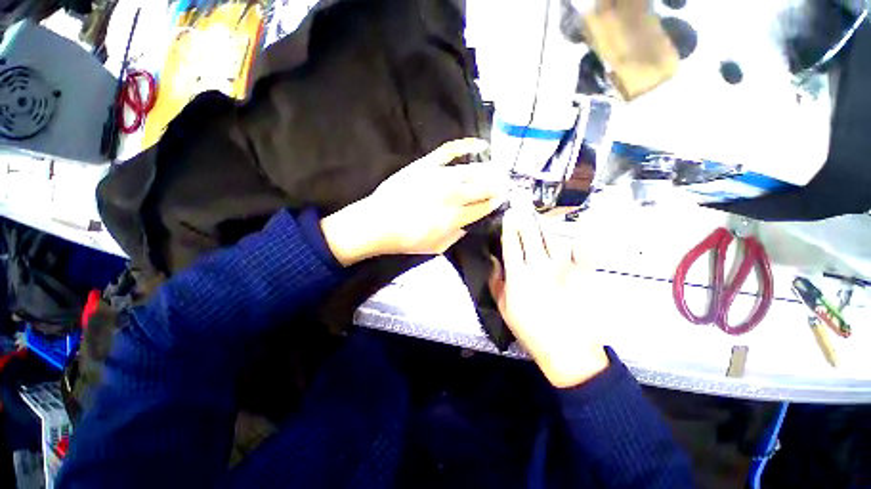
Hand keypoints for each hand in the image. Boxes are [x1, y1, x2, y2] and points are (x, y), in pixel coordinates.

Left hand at [321, 138, 507, 265]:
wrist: (378, 223)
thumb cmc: (407, 239)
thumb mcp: (436, 248)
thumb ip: (456, 236)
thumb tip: (467, 225)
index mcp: (456, 217)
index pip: (484, 206)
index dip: (496, 201)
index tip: (504, 197)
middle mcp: (453, 196)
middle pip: (484, 187)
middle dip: (500, 184)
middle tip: (508, 182)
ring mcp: (440, 177)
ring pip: (473, 170)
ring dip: (491, 169)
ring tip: (499, 169)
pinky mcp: (427, 165)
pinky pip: (450, 150)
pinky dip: (467, 145)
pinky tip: (481, 145)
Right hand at [488, 203, 608, 387]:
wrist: (567, 349)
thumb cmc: (531, 330)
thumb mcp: (504, 308)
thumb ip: (497, 282)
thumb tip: (494, 261)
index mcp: (519, 276)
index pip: (511, 244)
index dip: (508, 227)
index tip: (507, 215)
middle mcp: (540, 266)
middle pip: (530, 235)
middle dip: (524, 217)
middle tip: (521, 202)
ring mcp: (563, 268)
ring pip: (552, 237)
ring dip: (544, 223)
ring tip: (538, 213)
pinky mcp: (582, 274)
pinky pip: (581, 250)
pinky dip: (577, 238)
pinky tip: (572, 230)